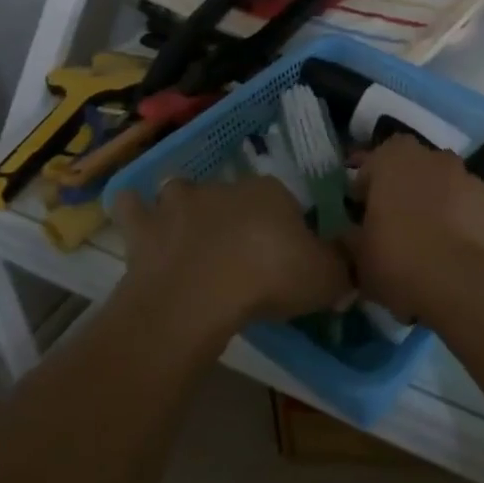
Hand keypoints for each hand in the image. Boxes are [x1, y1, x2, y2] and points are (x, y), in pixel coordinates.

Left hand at [110, 175, 350, 330]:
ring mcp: (179, 204)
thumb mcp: (324, 278)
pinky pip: (132, 207)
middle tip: (240, 253)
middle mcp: (224, 187)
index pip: (285, 201)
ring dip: (183, 205)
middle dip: (236, 216)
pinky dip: (133, 210)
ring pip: (181, 190)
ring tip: (186, 229)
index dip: (286, 227)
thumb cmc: (268, 278)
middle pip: (234, 195)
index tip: (287, 256)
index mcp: (270, 192)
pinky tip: (136, 216)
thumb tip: (351, 267)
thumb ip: (342, 269)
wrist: (198, 295)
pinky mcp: (144, 228)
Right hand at [347, 136, 483, 323]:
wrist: (460, 283)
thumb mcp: (357, 255)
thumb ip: (351, 238)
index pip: (372, 163)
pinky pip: (471, 203)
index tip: (361, 215)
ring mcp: (467, 175)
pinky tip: (459, 246)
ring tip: (431, 239)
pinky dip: (465, 216)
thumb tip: (350, 236)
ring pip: (444, 183)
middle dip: (403, 190)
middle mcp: (432, 155)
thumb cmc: (398, 259)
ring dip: (436, 201)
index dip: (366, 188)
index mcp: (393, 157)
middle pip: (411, 169)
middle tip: (396, 225)